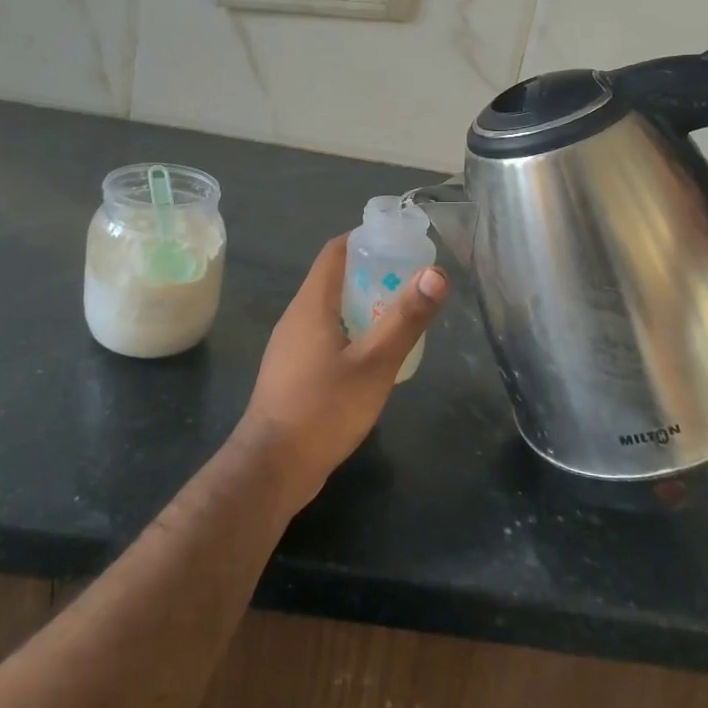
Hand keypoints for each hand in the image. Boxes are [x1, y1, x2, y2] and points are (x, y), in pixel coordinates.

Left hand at [235, 236, 448, 508]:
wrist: (272, 468)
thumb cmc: (323, 410)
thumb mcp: (374, 364)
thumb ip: (405, 319)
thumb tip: (436, 273)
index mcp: (312, 304)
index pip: (336, 251)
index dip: (367, 239)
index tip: (401, 243)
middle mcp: (297, 316)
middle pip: (335, 279)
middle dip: (373, 273)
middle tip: (412, 282)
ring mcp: (291, 346)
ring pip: (331, 310)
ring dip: (363, 305)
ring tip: (400, 316)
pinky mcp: (293, 372)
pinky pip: (325, 336)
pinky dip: (351, 332)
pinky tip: (373, 356)